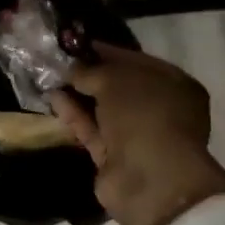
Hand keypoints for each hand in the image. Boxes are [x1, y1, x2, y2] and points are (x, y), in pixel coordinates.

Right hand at [51, 43, 224, 224]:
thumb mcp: (115, 79)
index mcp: (174, 85)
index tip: (77, 45)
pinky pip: (93, 130)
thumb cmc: (144, 114)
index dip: (107, 52)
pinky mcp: (116, 158)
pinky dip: (74, 115)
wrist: (149, 179)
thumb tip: (72, 69)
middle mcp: (160, 109)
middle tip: (59, 60)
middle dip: (90, 75)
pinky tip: (53, 98)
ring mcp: (138, 136)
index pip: (137, 62)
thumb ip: (91, 71)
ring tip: (49, 76)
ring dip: (79, 94)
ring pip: (104, 110)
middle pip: (120, 87)